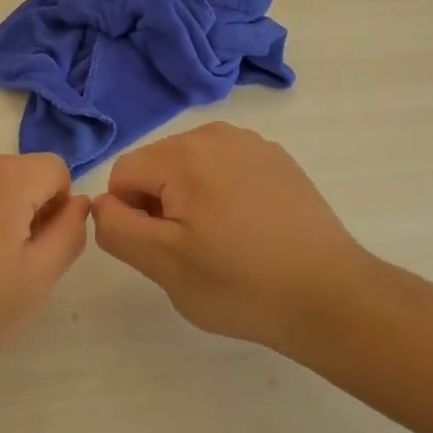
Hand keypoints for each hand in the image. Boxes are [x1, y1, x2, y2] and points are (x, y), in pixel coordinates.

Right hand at [91, 122, 372, 359]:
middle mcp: (215, 134)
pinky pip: (227, 170)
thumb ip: (117, 229)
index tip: (165, 250)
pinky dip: (225, 195)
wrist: (333, 298)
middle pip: (158, 166)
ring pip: (191, 168)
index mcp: (184, 153)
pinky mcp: (278, 159)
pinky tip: (252, 232)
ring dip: (192, 200)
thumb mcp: (164, 266)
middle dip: (162, 205)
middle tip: (195, 252)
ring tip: (225, 243)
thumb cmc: (241, 284)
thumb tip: (100, 203)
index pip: (124, 175)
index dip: (132, 217)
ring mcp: (251, 143)